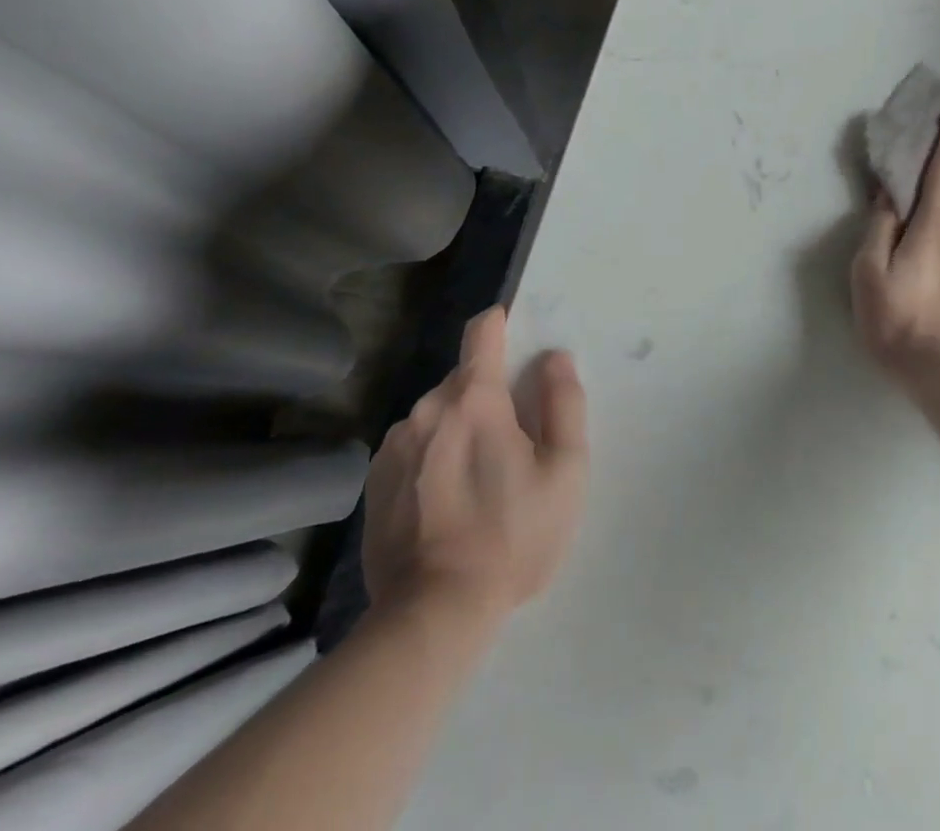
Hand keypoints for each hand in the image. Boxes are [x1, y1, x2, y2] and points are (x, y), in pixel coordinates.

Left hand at [361, 307, 587, 640]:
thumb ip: (564, 402)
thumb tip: (554, 357)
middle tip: (514, 439)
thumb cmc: (512, 535)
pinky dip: (434, 454)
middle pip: (463, 378)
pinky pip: (414, 446)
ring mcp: (393, 447)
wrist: (433, 615)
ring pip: (437, 413)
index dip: (502, 324)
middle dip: (489, 393)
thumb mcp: (565, 469)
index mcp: (474, 399)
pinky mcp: (374, 482)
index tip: (518, 335)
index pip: (482, 332)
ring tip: (480, 476)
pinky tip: (447, 499)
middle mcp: (426, 410)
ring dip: (460, 425)